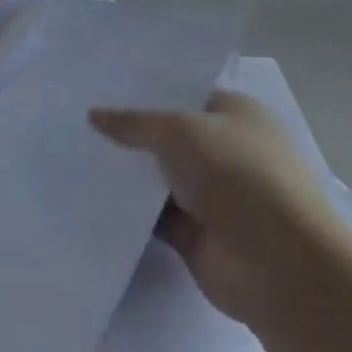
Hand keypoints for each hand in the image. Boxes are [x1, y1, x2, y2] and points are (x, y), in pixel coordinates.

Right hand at [90, 92, 345, 324]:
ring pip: (158, 177)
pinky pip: (152, 216)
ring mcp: (211, 195)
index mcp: (236, 115)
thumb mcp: (180, 132)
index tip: (100, 84)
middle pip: (168, 136)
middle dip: (129, 130)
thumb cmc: (238, 176)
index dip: (146, 89)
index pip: (184, 93)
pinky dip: (128, 211)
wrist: (280, 266)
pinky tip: (88, 196)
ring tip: (71, 153)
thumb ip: (134, 123)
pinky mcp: (195, 234)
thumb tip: (93, 115)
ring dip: (125, 172)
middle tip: (76, 117)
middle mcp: (226, 151)